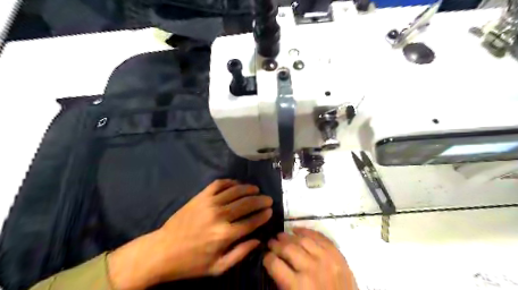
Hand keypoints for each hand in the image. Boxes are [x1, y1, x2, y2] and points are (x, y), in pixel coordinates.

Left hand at [108, 181, 272, 288]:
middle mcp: (220, 216)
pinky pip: (219, 184)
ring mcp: (209, 203)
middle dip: (261, 200)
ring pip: (235, 191)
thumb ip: (240, 253)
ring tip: (256, 189)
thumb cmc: (191, 262)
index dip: (263, 215)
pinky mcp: (200, 196)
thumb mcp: (218, 267)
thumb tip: (259, 240)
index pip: (251, 221)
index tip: (270, 210)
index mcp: (225, 235)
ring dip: (248, 189)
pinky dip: (230, 182)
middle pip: (246, 203)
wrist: (163, 250)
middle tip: (268, 199)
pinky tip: (237, 184)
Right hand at [264, 228, 355, 288]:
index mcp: (298, 287)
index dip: (267, 258)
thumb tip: (273, 265)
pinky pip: (319, 237)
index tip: (265, 256)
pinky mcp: (337, 255)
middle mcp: (311, 269)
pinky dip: (307, 231)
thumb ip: (282, 284)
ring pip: (302, 240)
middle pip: (288, 248)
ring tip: (281, 235)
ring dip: (289, 236)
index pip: (275, 264)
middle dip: (275, 244)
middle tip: (270, 242)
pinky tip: (297, 230)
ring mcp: (326, 259)